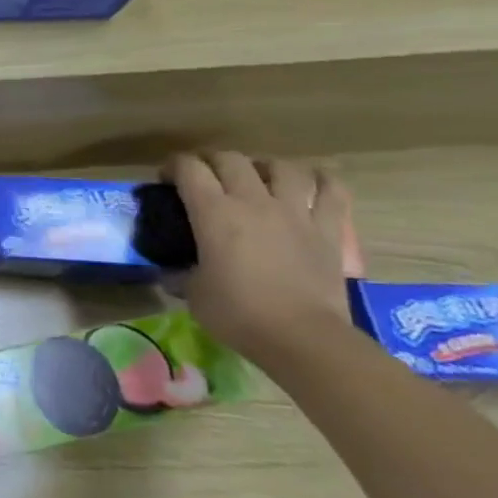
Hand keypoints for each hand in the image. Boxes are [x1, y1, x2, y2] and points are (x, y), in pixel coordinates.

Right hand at [167, 152, 353, 370]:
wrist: (302, 338)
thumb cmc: (238, 314)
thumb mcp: (193, 292)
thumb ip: (182, 271)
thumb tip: (174, 270)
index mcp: (214, 213)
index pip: (189, 169)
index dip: (173, 167)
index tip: (166, 179)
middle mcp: (253, 202)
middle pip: (230, 159)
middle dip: (211, 161)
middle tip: (204, 176)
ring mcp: (295, 213)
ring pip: (281, 167)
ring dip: (264, 166)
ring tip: (257, 177)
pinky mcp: (327, 230)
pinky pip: (331, 191)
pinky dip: (321, 181)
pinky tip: (311, 183)